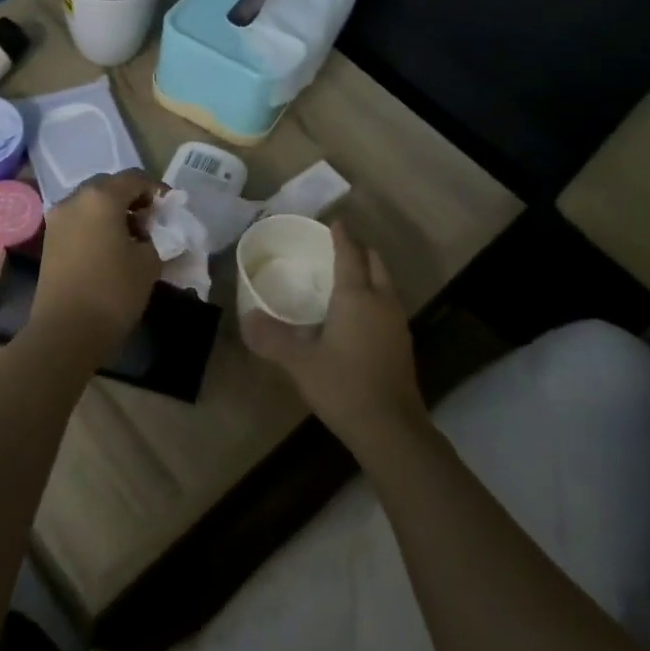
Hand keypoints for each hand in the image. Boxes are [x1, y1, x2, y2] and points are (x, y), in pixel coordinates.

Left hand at [30, 172, 161, 358]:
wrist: (66, 332)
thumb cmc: (113, 291)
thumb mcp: (149, 262)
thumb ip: (157, 237)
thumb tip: (153, 232)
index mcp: (101, 197)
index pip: (134, 178)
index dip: (157, 189)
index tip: (171, 208)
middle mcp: (74, 199)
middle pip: (109, 186)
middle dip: (132, 198)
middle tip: (152, 220)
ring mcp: (57, 219)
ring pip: (91, 202)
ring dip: (113, 211)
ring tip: (134, 236)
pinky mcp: (49, 240)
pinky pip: (79, 220)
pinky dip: (97, 224)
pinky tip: (112, 247)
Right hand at [241, 222, 425, 455]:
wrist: (391, 429)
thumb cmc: (343, 386)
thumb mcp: (300, 362)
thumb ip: (272, 338)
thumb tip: (247, 318)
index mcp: (356, 296)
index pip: (349, 254)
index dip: (341, 236)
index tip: (334, 222)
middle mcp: (381, 301)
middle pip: (375, 263)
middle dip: (359, 250)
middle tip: (337, 247)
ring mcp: (396, 323)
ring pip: (385, 284)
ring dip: (369, 273)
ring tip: (345, 277)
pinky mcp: (402, 344)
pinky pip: (387, 304)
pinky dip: (374, 296)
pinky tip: (357, 314)